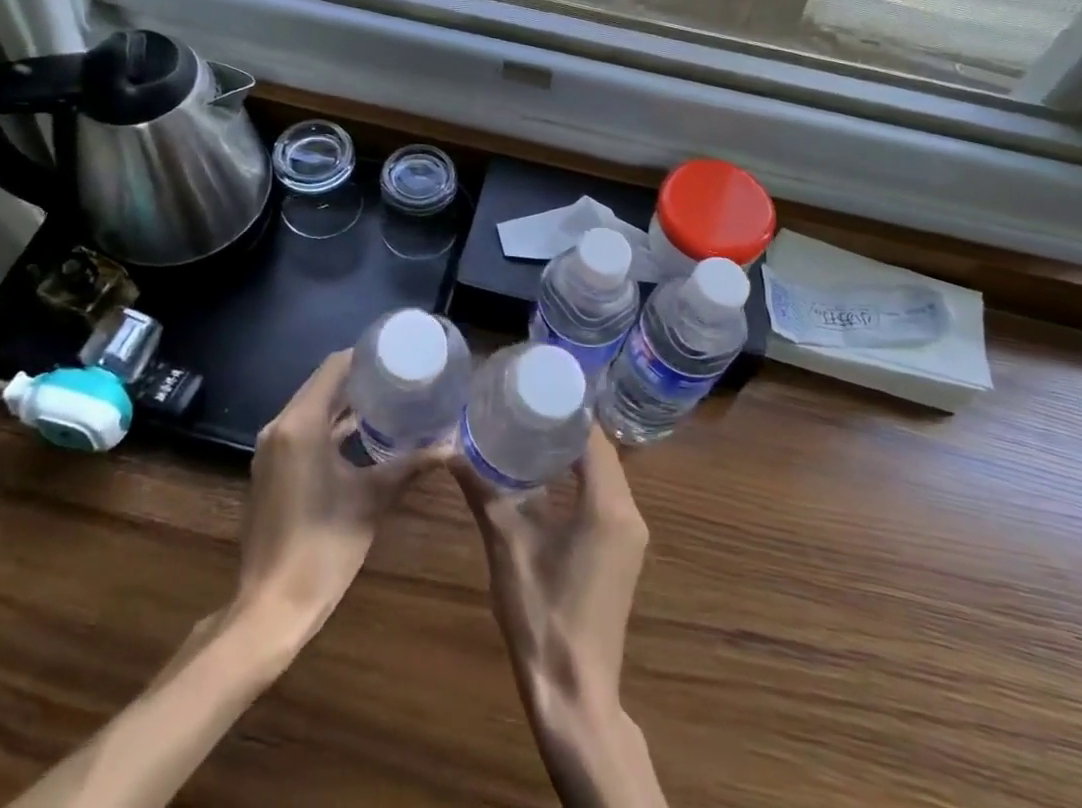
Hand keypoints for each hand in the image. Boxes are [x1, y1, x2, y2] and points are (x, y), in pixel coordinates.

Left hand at [235, 349, 440, 633]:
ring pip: (311, 407)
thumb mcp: (372, 500)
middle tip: (399, 375)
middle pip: (322, 384)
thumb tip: (450, 446)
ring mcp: (272, 449)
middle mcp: (280, 427)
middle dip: (359, 377)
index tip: (398, 354)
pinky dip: (329, 425)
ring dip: (344, 402)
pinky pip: (302, 429)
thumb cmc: (323, 548)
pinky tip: (360, 433)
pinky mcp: (271, 469)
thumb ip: (410, 465)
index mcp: (301, 424)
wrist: (270, 608)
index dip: (365, 356)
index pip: (334, 367)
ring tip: (387, 398)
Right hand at [453, 426, 648, 724]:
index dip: (567, 407)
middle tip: (526, 401)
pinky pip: (605, 495)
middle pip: (601, 450)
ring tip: (531, 427)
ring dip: (574, 451)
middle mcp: (630, 512)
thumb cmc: (541, 617)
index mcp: (608, 505)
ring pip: (605, 472)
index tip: (535, 385)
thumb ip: (483, 492)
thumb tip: (450, 450)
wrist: (574, 696)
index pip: (593, 435)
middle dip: (566, 424)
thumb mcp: (507, 547)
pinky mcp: (622, 551)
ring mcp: (630, 535)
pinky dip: (580, 477)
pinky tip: (546, 474)